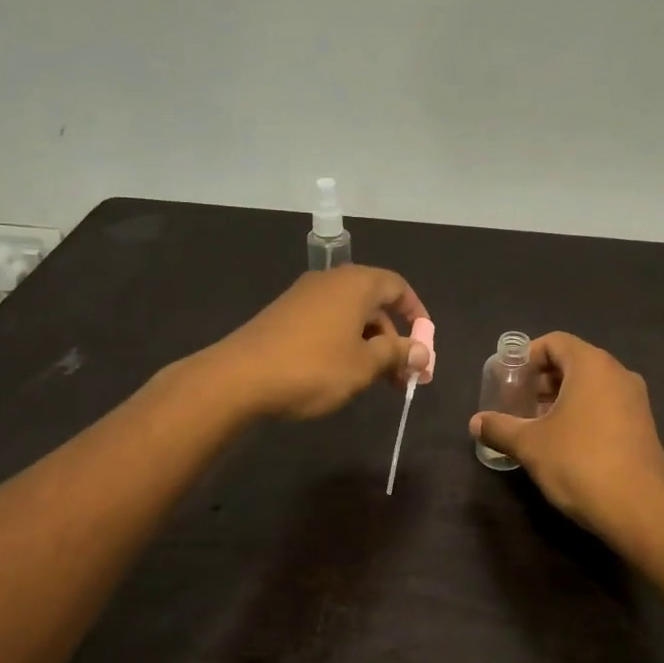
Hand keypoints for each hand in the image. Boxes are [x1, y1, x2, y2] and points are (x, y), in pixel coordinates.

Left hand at [212, 266, 430, 421]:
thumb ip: (396, 354)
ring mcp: (303, 297)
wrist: (239, 378)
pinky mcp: (284, 316)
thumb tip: (422, 352)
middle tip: (402, 375)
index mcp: (355, 284)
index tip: (424, 345)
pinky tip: (341, 374)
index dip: (417, 314)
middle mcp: (330, 281)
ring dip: (369, 345)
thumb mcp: (364, 365)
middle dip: (393, 338)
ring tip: (375, 381)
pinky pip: (327, 323)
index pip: (397, 286)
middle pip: (374, 303)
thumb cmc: (313, 367)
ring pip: (350, 316)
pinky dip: (344, 344)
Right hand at [468, 332, 663, 541]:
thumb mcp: (530, 445)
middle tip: (516, 403)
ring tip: (535, 424)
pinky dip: (582, 414)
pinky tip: (564, 443)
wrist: (639, 510)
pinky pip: (606, 406)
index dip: (527, 356)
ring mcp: (636, 401)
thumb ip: (500, 428)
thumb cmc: (579, 463)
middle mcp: (619, 374)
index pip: (555, 342)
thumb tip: (475, 423)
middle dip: (541, 380)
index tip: (508, 379)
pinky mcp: (643, 427)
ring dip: (560, 399)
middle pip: (573, 363)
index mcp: (592, 366)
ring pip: (591, 387)